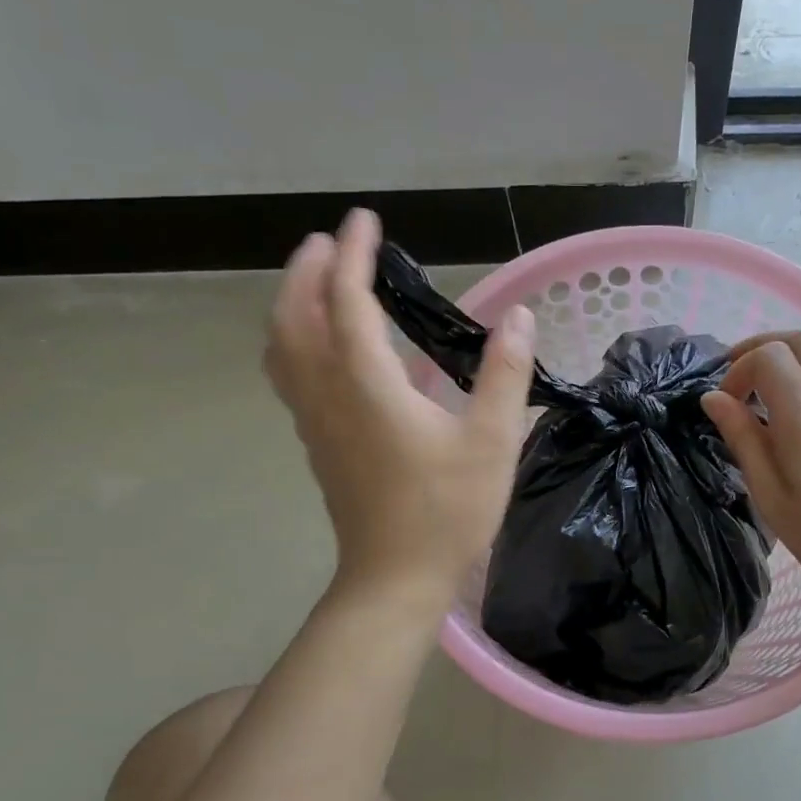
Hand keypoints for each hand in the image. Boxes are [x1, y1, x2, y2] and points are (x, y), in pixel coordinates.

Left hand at [264, 209, 535, 603]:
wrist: (394, 579)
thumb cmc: (447, 511)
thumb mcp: (491, 442)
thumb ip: (504, 374)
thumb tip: (517, 317)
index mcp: (367, 385)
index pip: (348, 302)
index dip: (354, 256)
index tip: (366, 221)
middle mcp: (328, 394)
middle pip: (295, 316)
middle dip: (308, 271)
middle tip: (331, 242)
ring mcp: (315, 422)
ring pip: (283, 347)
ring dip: (292, 303)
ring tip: (318, 281)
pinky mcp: (318, 444)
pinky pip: (290, 375)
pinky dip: (295, 340)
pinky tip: (322, 347)